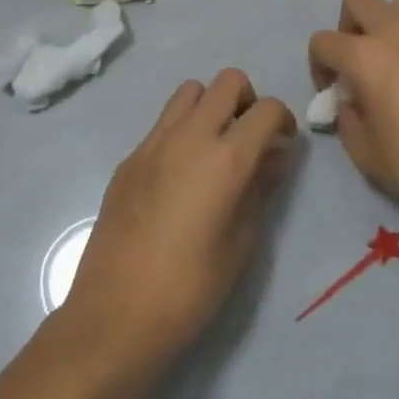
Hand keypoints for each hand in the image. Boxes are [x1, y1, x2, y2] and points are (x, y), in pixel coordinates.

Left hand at [60, 70, 295, 383]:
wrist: (114, 317)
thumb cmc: (190, 289)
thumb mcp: (242, 242)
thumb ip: (262, 187)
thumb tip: (277, 155)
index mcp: (225, 158)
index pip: (266, 109)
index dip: (283, 119)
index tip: (283, 144)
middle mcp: (189, 137)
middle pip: (228, 81)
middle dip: (247, 100)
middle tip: (249, 138)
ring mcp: (153, 144)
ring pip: (190, 91)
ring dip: (210, 106)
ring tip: (214, 148)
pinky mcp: (128, 159)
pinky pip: (163, 123)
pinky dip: (181, 131)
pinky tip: (180, 176)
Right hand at [308, 0, 398, 224]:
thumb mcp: (367, 154)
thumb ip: (347, 121)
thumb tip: (350, 104)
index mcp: (366, 56)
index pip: (323, 41)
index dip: (318, 66)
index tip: (334, 94)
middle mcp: (394, 31)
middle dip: (347, 25)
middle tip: (357, 62)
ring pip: (392, 4)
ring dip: (381, 26)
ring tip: (389, 66)